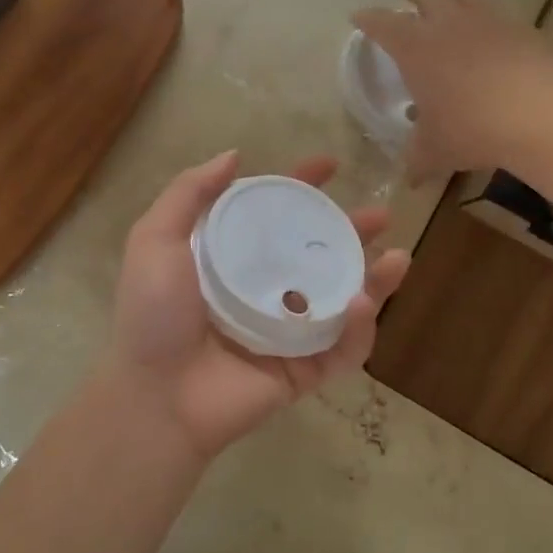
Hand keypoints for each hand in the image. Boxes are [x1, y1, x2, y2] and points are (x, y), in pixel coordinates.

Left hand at [101, 152, 410, 460]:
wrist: (157, 397)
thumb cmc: (154, 316)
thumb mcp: (156, 240)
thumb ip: (189, 194)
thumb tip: (234, 155)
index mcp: (232, 260)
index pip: (275, 215)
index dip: (302, 187)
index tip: (331, 164)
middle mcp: (263, 290)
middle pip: (317, 254)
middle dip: (352, 232)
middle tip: (380, 215)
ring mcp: (288, 332)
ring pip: (342, 299)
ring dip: (375, 279)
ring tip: (398, 257)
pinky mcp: (304, 369)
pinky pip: (342, 347)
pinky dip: (358, 327)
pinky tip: (360, 303)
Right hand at [354, 0, 552, 180]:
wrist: (538, 112)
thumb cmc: (470, 128)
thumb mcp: (435, 150)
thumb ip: (418, 160)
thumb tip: (409, 179)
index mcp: (415, 47)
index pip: (382, 23)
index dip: (367, 19)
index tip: (358, 17)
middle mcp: (447, 24)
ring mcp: (486, 21)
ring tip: (450, 5)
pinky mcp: (520, 28)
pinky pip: (496, 14)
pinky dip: (486, 19)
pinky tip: (490, 33)